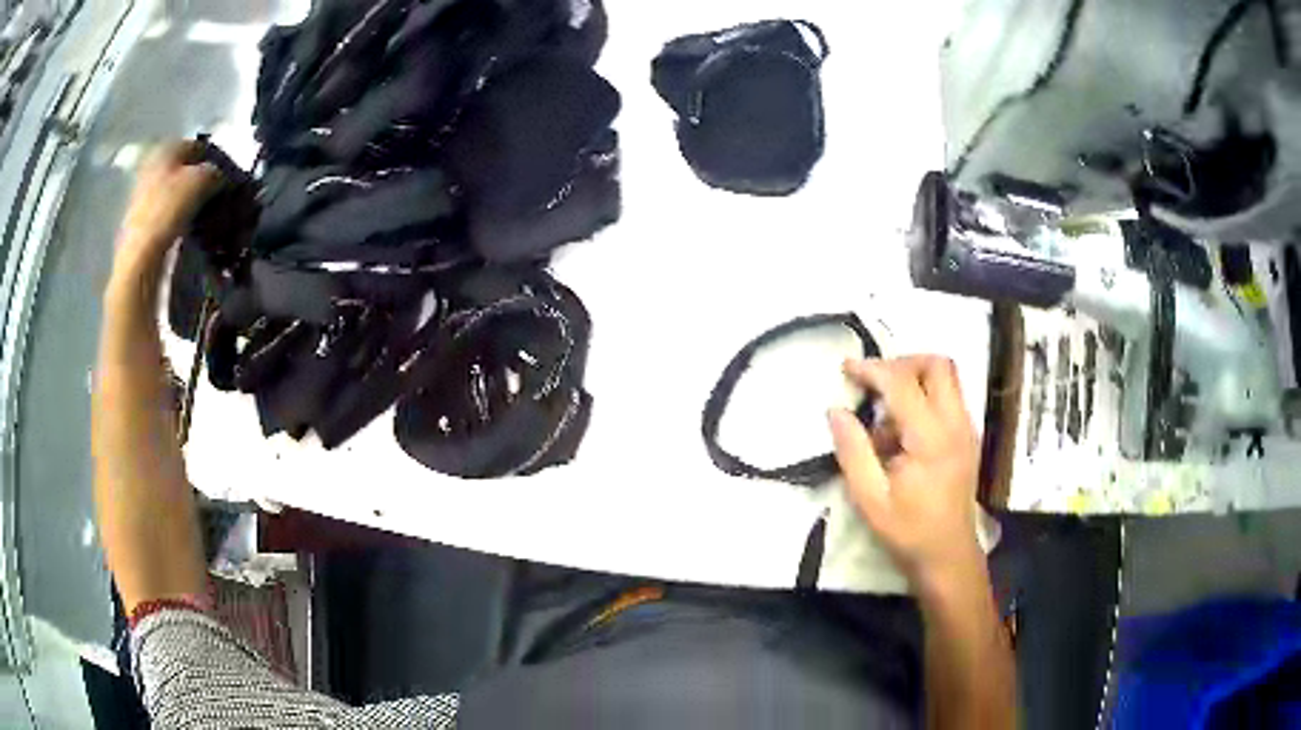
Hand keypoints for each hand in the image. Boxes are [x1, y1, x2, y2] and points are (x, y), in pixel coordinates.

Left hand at [114, 141, 223, 279]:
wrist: (139, 257)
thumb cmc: (168, 210)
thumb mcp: (201, 181)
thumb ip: (216, 171)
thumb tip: (221, 176)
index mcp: (166, 147)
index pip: (199, 146)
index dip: (216, 159)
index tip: (228, 178)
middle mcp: (152, 163)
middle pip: (184, 168)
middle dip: (200, 180)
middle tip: (217, 196)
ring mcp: (143, 192)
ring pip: (175, 189)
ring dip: (190, 199)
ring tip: (205, 215)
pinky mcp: (141, 219)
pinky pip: (167, 210)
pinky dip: (178, 215)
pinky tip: (187, 228)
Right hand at [828, 356, 982, 592]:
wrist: (949, 556)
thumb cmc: (909, 531)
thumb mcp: (870, 499)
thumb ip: (852, 451)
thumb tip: (836, 411)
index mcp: (932, 439)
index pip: (903, 383)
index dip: (872, 369)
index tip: (846, 370)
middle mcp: (956, 424)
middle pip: (937, 365)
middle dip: (902, 363)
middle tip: (873, 383)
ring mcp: (966, 429)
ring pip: (946, 378)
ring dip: (913, 380)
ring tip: (884, 417)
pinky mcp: (967, 437)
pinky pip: (948, 397)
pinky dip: (923, 398)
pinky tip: (901, 433)